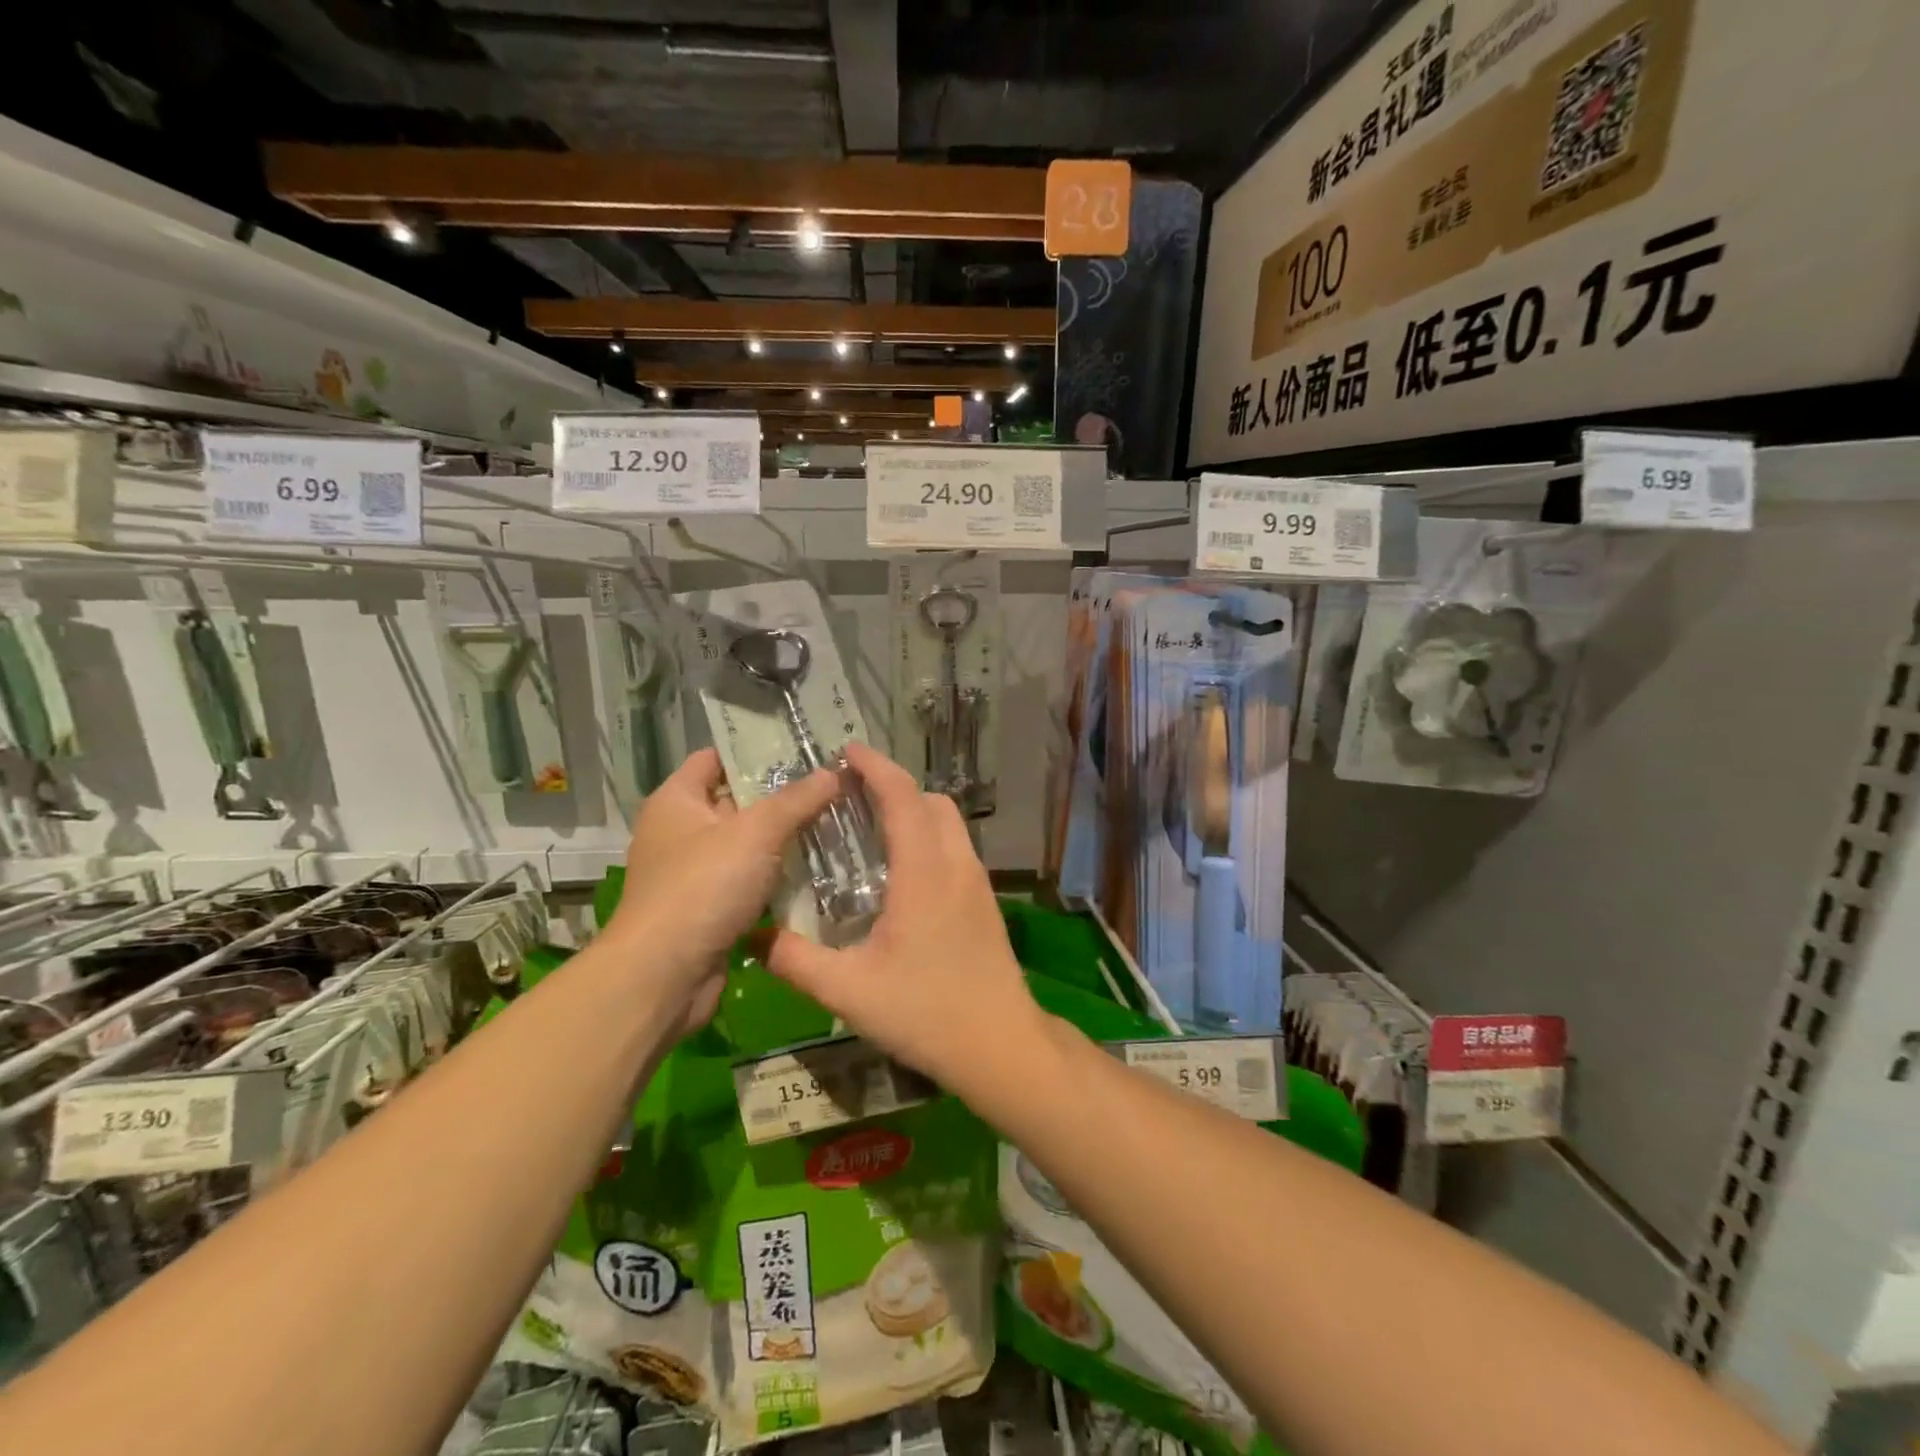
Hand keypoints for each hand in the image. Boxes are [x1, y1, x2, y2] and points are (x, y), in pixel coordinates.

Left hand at [609, 748, 839, 1034]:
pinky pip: (749, 881)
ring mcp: (694, 873)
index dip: (756, 751)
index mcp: (677, 800)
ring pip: (747, 845)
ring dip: (784, 840)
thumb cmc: (703, 887)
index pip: (716, 758)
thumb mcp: (755, 833)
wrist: (664, 975)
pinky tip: (817, 871)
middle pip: (737, 801)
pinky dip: (776, 877)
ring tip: (835, 824)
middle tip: (832, 788)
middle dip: (782, 796)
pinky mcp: (708, 908)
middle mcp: (680, 831)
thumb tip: (834, 772)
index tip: (803, 750)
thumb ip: (796, 800)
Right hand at [761, 742, 1046, 1094]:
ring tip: (874, 827)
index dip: (875, 767)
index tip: (847, 752)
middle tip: (852, 794)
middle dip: (894, 785)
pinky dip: (929, 836)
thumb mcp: (848, 991)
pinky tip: (903, 871)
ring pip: (949, 823)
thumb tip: (753, 937)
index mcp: (924, 871)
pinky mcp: (984, 901)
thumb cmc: (925, 1012)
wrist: (1000, 1044)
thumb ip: (796, 961)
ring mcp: (977, 882)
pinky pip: (956, 847)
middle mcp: (956, 864)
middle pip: (931, 801)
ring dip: (915, 810)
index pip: (902, 796)